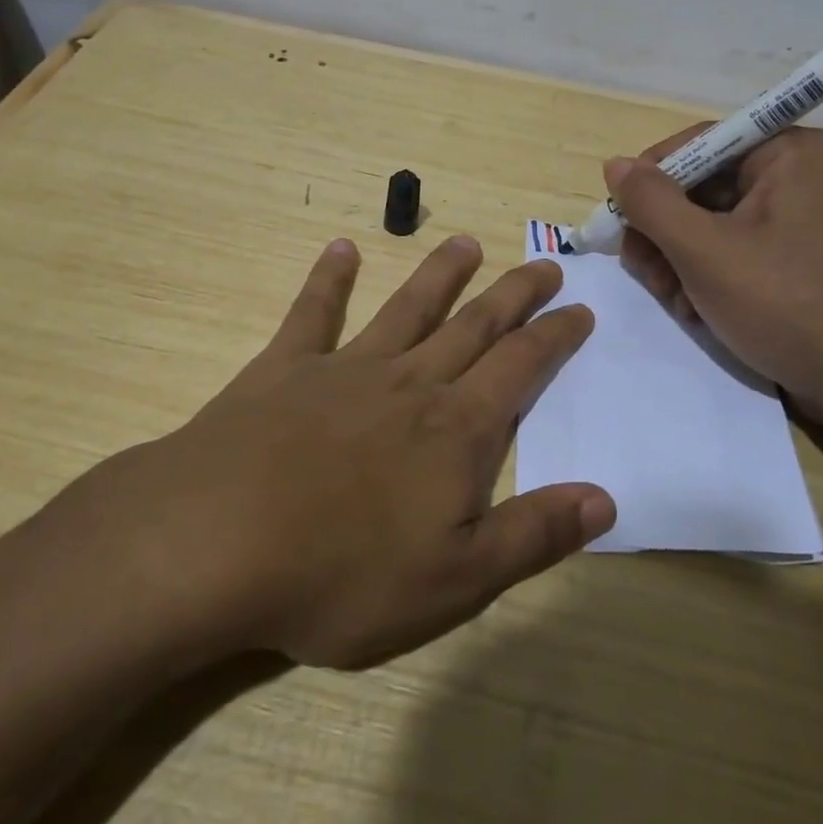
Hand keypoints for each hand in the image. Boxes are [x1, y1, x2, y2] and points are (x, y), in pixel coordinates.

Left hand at [73, 236, 612, 670]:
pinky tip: (341, 248)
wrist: (217, 543)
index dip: (556, 336)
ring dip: (441, 274)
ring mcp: (346, 368)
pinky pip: (313, 313)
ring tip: (466, 243)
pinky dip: (329, 279)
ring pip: (408, 308)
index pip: (522, 367)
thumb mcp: (456, 580)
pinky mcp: (285, 369)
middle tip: (543, 263)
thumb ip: (534, 534)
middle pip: (475, 325)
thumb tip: (606, 499)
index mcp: (456, 431)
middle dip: (515, 294)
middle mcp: (410, 383)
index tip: (580, 307)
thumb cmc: (343, 574)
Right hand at [606, 126, 822, 433]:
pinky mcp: (794, 258)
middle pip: (700, 186)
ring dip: (678, 259)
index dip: (650, 179)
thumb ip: (652, 202)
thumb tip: (614, 165)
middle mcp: (796, 175)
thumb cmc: (786, 304)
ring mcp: (797, 220)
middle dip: (664, 231)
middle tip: (643, 270)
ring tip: (674, 299)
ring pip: (709, 223)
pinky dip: (705, 275)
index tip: (619, 220)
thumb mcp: (704, 251)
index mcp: (787, 153)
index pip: (698, 143)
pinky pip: (732, 249)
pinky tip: (698, 309)